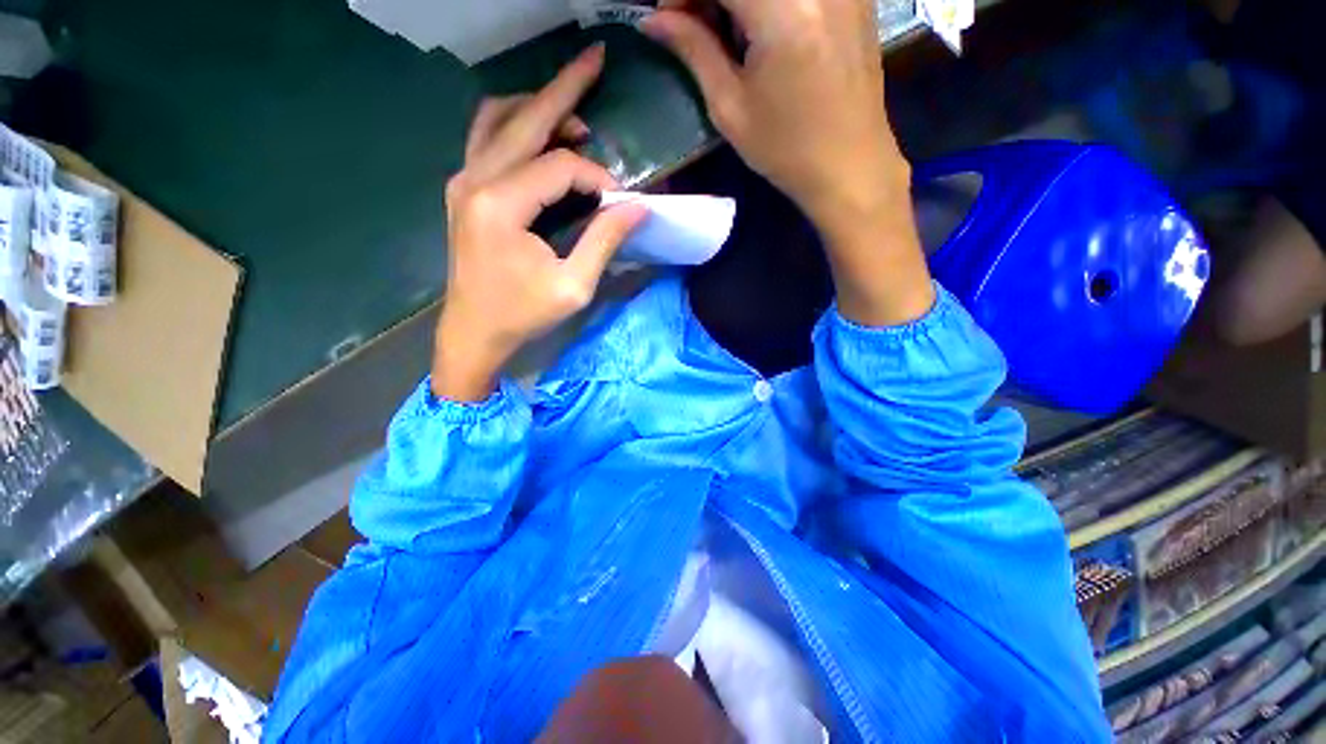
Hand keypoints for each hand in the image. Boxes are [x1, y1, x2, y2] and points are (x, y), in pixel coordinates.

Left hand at [436, 45, 647, 401]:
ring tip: (575, 119)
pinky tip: (540, 139)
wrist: (473, 332)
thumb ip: (605, 240)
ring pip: (498, 118)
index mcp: (500, 205)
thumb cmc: (523, 315)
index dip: (596, 177)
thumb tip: (638, 206)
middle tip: (594, 59)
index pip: (560, 167)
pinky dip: (516, 127)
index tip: (619, 201)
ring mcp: (462, 181)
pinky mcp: (463, 190)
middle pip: (523, 118)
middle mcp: (475, 179)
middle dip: (564, 88)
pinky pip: (487, 138)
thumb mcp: (574, 286)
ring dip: (537, 108)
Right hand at [644, 0, 934, 325]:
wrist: (849, 166)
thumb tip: (655, 20)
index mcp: (783, 11)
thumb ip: (694, 51)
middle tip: (695, 22)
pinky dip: (771, 2)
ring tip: (729, 32)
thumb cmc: (785, 150)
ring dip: (740, 0)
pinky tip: (764, 26)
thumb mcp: (730, 108)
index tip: (669, 16)